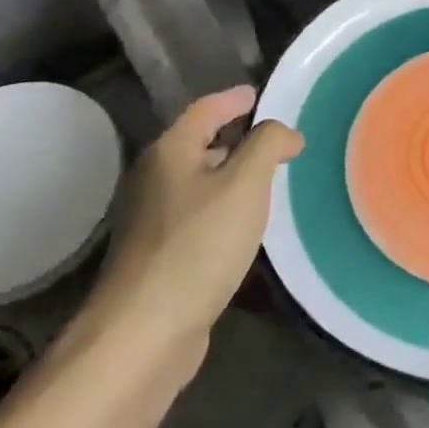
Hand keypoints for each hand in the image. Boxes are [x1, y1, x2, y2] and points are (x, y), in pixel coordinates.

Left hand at [87, 86, 302, 363]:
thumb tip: (284, 133)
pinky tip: (246, 226)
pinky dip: (224, 209)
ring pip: (199, 182)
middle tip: (276, 140)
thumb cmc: (198, 246)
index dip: (235, 98)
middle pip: (199, 143)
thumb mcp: (245, 184)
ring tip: (270, 179)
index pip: (206, 109)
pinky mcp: (159, 255)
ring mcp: (153, 220)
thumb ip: (268, 145)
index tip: (260, 94)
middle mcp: (155, 179)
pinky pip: (198, 215)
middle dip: (236, 137)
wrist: (144, 332)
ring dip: (232, 175)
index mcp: (170, 152)